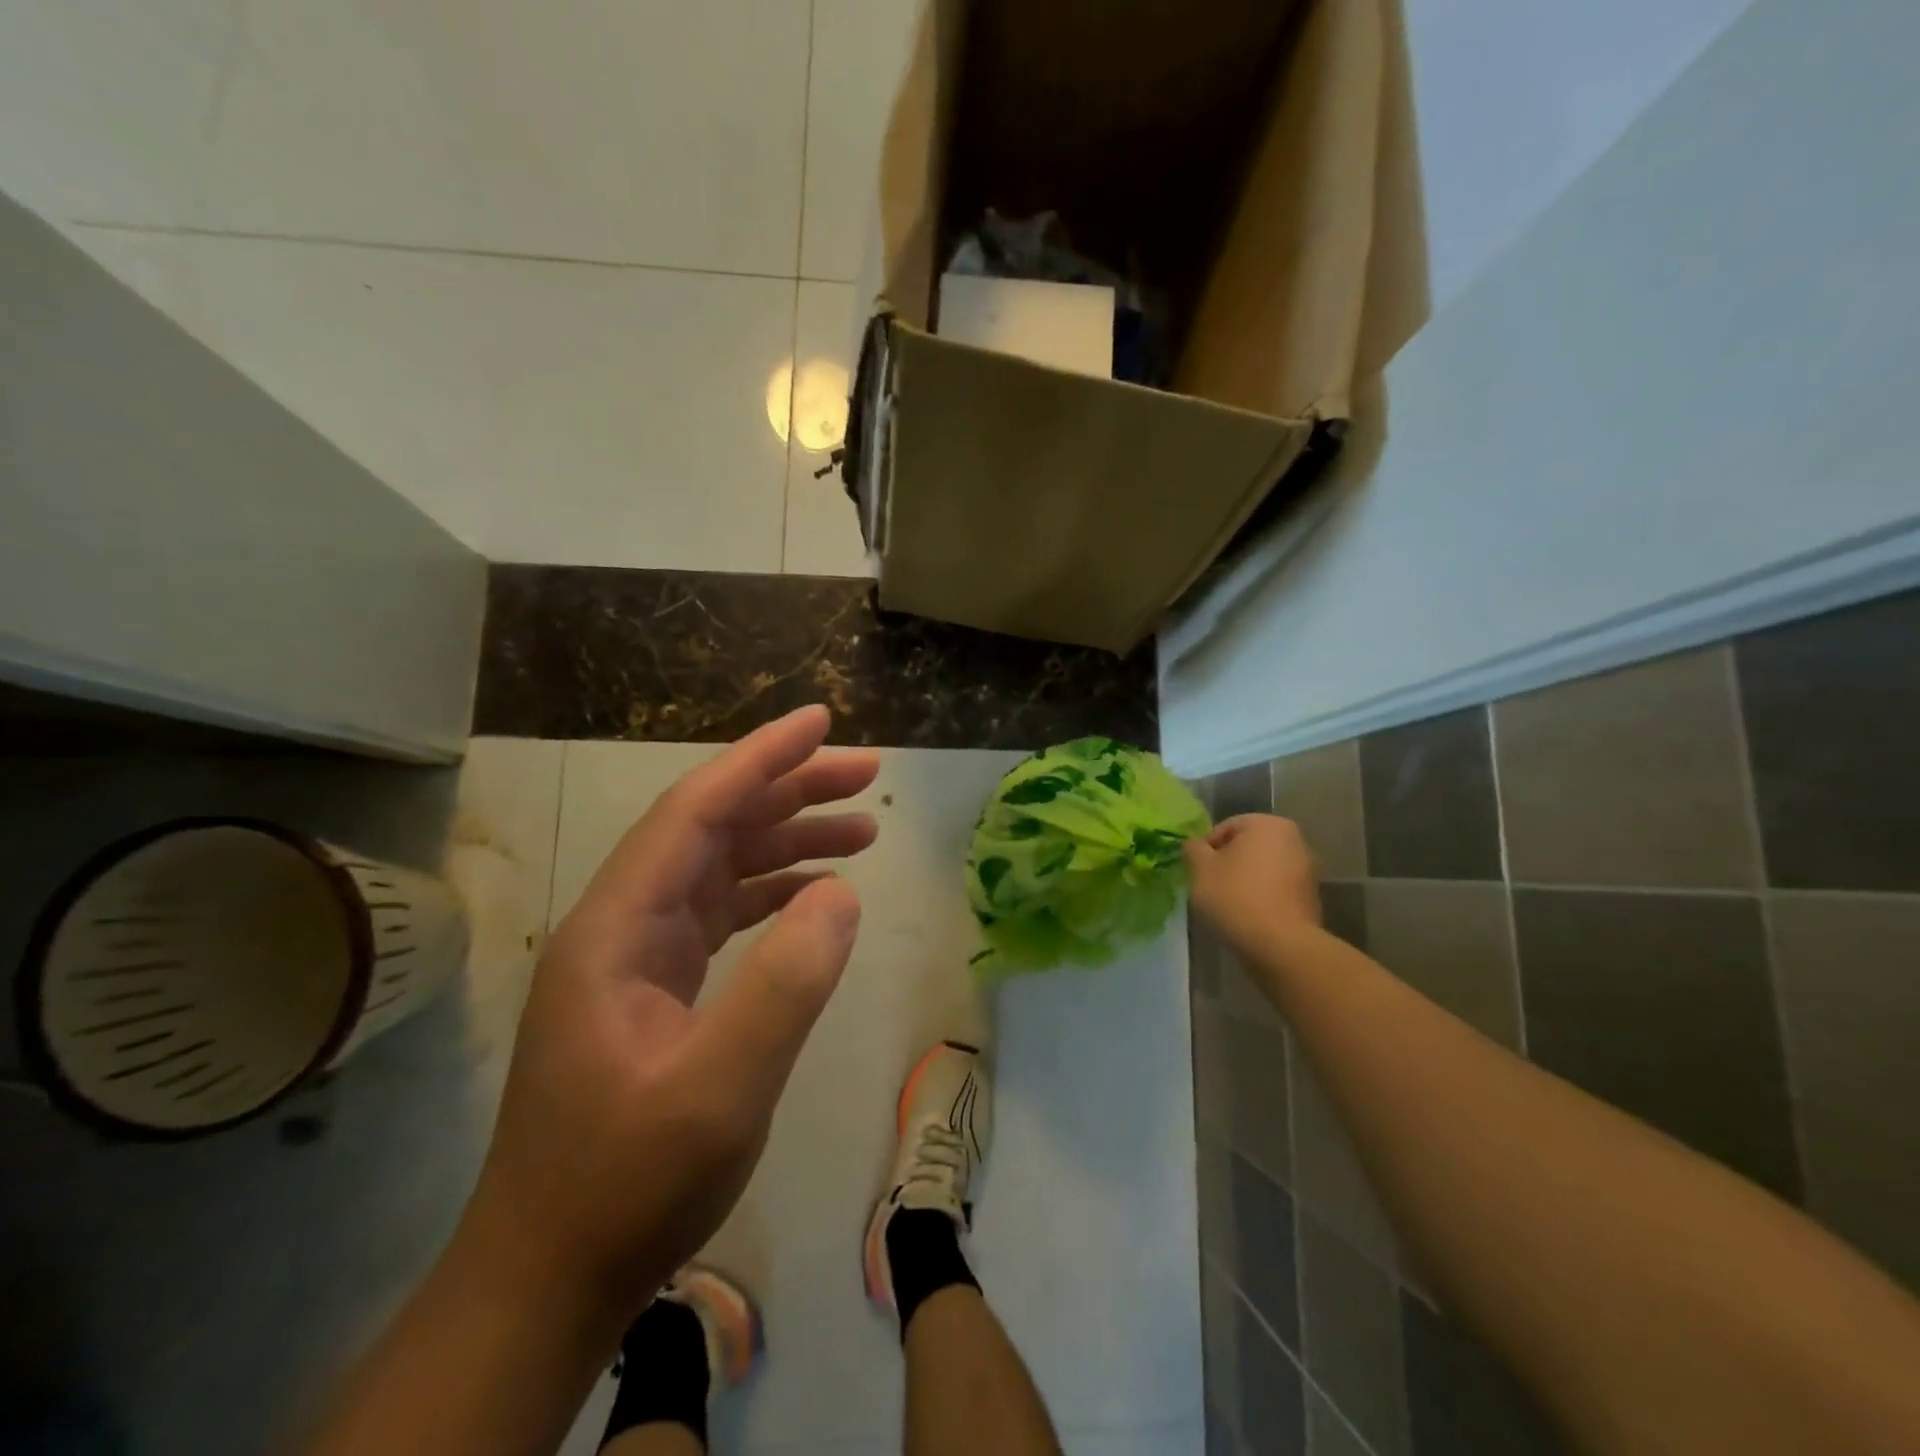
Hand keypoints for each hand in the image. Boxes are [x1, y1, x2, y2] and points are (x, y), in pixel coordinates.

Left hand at [463, 706, 878, 1326]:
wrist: (549, 1278)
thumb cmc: (627, 1184)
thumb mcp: (719, 1091)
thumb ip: (784, 985)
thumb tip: (840, 893)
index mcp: (617, 927)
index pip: (695, 811)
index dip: (761, 759)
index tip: (821, 722)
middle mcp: (622, 924)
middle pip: (711, 827)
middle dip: (789, 790)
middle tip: (866, 772)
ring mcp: (637, 956)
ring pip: (720, 867)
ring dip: (787, 839)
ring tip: (863, 826)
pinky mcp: (656, 987)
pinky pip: (722, 913)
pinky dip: (773, 892)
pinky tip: (818, 894)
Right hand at [1185, 815, 1321, 949]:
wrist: (1282, 945)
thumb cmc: (1236, 897)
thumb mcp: (1201, 870)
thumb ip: (1193, 849)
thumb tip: (1194, 844)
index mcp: (1267, 824)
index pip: (1226, 827)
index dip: (1206, 849)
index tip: (1198, 872)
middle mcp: (1293, 839)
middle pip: (1248, 846)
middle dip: (1228, 863)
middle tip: (1210, 886)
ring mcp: (1308, 869)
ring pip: (1263, 868)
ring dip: (1245, 880)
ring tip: (1229, 904)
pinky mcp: (1312, 897)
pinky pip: (1277, 889)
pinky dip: (1262, 896)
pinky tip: (1249, 916)